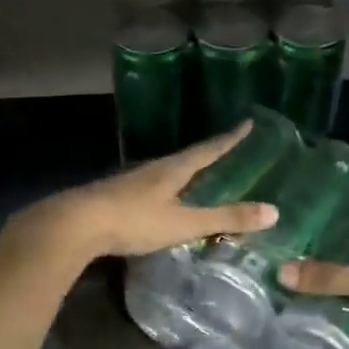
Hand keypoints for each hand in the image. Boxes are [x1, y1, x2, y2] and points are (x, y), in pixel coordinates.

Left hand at [23, 123, 278, 261]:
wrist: (75, 225)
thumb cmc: (133, 220)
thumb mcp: (184, 222)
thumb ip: (225, 218)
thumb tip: (274, 211)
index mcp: (173, 169)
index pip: (208, 149)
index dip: (230, 138)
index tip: (247, 123)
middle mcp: (153, 169)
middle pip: (187, 157)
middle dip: (208, 154)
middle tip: (227, 150)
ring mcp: (131, 182)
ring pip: (166, 172)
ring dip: (185, 172)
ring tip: (199, 176)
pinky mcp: (116, 197)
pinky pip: (151, 188)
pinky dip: (167, 190)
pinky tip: (164, 201)